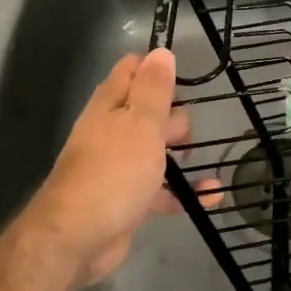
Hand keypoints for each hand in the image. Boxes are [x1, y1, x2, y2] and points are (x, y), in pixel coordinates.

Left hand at [20, 48, 188, 286]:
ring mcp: (119, 166)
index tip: (184, 80)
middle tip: (185, 133)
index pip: (131, 70)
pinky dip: (186, 191)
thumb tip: (161, 52)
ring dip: (181, 153)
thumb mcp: (140, 123)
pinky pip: (162, 190)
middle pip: (149, 111)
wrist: (78, 238)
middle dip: (175, 117)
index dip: (157, 69)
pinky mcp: (128, 199)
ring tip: (200, 157)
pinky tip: (212, 195)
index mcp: (110, 105)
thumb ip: (154, 89)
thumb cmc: (113, 172)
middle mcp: (111, 131)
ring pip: (156, 149)